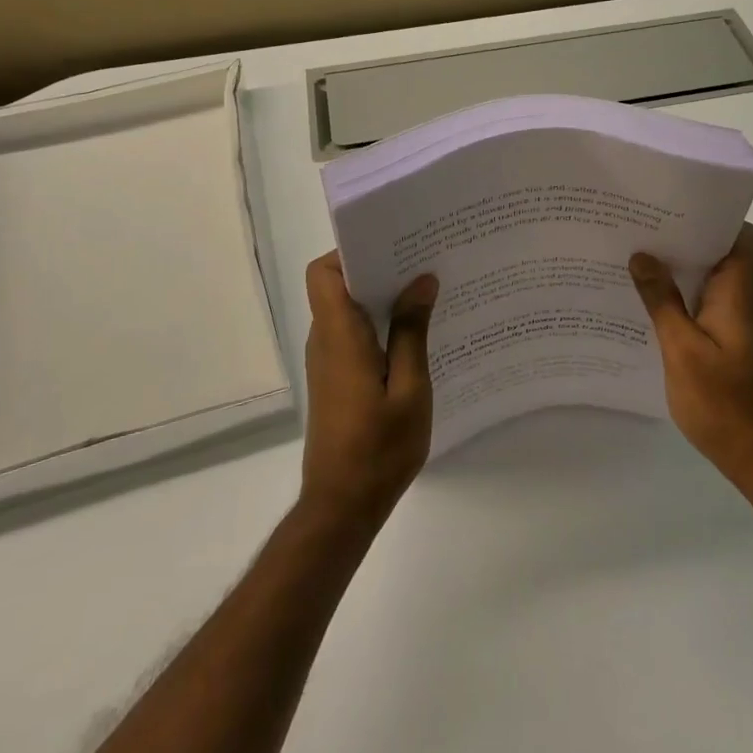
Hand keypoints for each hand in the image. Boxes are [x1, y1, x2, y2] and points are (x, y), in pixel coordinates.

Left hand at [299, 253, 437, 526]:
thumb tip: (421, 280)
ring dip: (382, 296)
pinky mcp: (336, 378)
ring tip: (428, 292)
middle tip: (424, 262)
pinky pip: (354, 334)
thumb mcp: (410, 388)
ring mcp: (328, 360)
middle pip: (338, 285)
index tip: (393, 246)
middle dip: (378, 268)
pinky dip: (380, 324)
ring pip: (348, 309)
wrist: (342, 506)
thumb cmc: (379, 448)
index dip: (350, 251)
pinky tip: (417, 334)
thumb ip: (412, 331)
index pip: (324, 272)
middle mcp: (326, 340)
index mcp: (340, 336)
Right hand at [631, 224, 752, 483]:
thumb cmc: (721, 400)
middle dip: (684, 236)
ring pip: (708, 277)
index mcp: (738, 292)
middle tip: (640, 227)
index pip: (741, 235)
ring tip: (635, 255)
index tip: (675, 206)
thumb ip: (662, 300)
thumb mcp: (682, 348)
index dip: (715, 216)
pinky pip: (703, 301)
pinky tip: (646, 299)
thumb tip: (643, 256)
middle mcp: (741, 299)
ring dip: (679, 266)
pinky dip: (679, 293)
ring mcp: (735, 320)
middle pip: (720, 251)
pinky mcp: (726, 339)